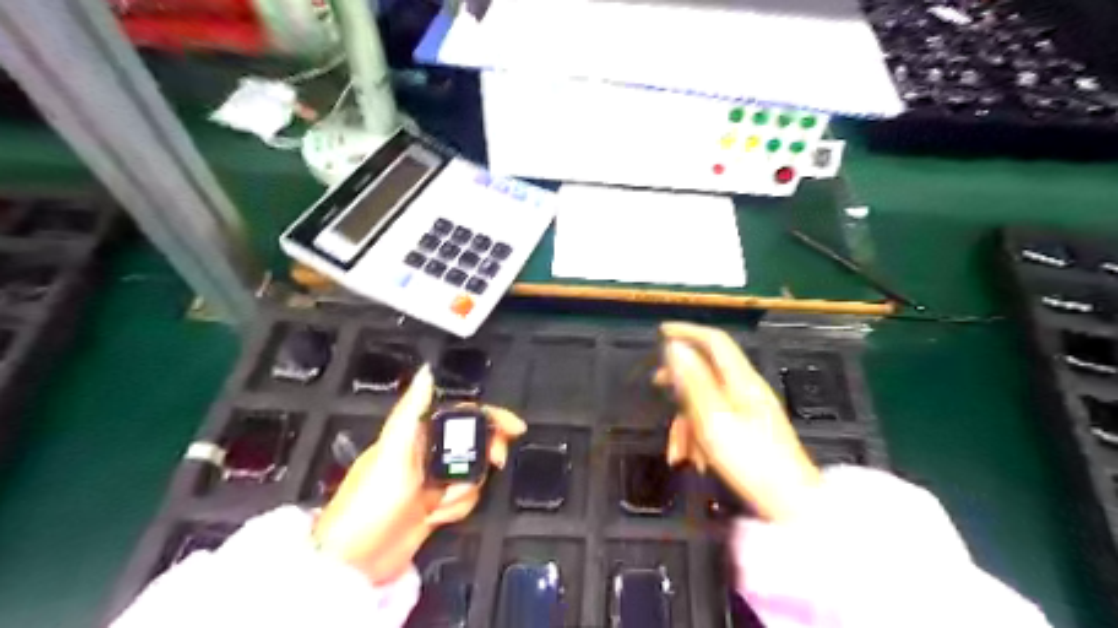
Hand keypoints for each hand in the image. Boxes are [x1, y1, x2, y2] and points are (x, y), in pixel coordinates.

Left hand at [311, 364, 527, 586]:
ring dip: (464, 491)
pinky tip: (435, 517)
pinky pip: (465, 498)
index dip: (491, 418)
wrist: (356, 562)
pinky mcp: (436, 505)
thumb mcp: (392, 450)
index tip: (515, 427)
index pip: (462, 415)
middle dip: (483, 458)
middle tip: (494, 463)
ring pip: (472, 474)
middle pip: (474, 444)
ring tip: (439, 503)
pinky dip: (457, 508)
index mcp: (416, 434)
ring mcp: (433, 481)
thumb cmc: (370, 502)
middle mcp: (427, 454)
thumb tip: (427, 371)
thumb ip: (412, 409)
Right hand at [656, 323, 818, 521]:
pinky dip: (700, 436)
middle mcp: (747, 389)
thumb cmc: (750, 460)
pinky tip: (693, 461)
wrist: (790, 505)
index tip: (660, 331)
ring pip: (707, 401)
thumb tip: (675, 347)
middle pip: (707, 370)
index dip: (687, 331)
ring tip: (678, 454)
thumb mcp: (713, 420)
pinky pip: (716, 420)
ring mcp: (750, 410)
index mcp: (741, 380)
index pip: (714, 341)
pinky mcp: (750, 430)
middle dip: (680, 380)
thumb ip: (693, 381)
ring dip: (687, 423)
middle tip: (656, 384)